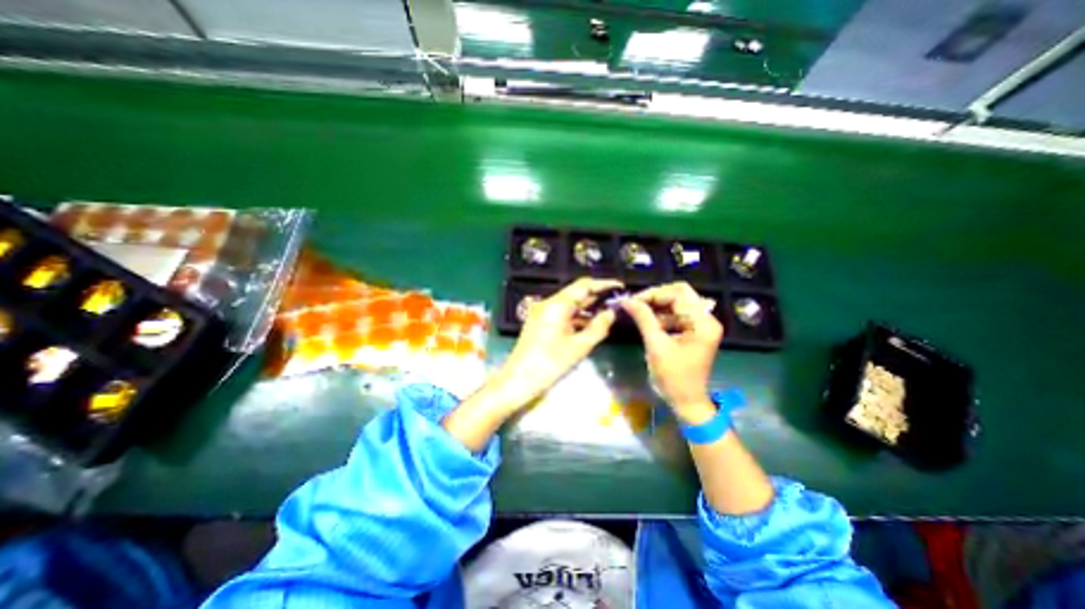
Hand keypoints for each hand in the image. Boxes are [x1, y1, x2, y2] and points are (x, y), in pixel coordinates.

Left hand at [495, 275, 623, 408]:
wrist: (518, 380)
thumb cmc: (549, 364)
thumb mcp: (579, 347)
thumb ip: (598, 327)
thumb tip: (611, 313)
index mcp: (557, 305)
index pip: (583, 285)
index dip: (603, 284)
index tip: (620, 287)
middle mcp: (548, 303)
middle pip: (576, 293)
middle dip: (596, 297)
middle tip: (617, 302)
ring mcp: (542, 312)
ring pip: (569, 304)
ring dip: (587, 308)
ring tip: (608, 313)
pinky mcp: (540, 322)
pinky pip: (562, 314)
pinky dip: (576, 317)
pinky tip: (589, 324)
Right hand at [624, 280, 721, 419]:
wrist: (686, 402)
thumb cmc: (673, 377)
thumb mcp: (656, 346)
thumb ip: (643, 319)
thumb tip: (626, 300)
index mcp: (703, 323)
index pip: (678, 295)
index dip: (654, 294)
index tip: (633, 301)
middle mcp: (706, 319)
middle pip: (679, 295)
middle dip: (655, 298)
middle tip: (635, 304)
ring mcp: (700, 325)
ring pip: (676, 304)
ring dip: (656, 307)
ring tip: (637, 312)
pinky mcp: (693, 331)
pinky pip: (675, 315)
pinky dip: (660, 316)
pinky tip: (646, 321)